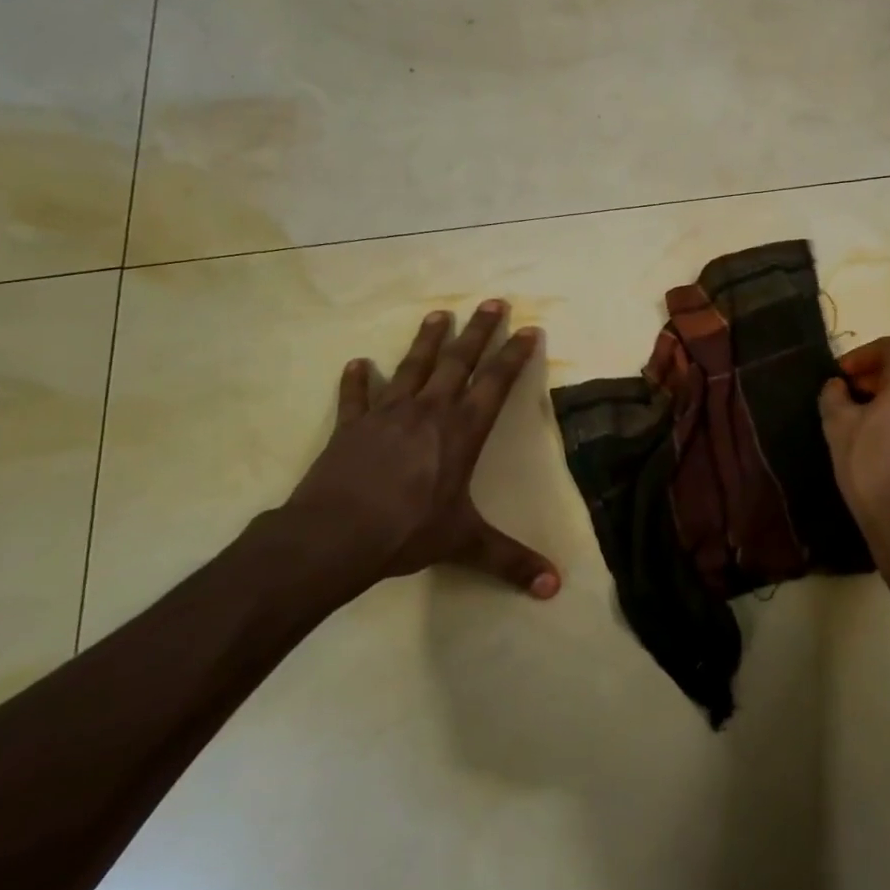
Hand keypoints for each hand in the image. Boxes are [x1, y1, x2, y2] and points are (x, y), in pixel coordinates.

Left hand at [280, 302, 560, 608]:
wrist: (335, 535)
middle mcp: (429, 411)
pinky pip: (355, 397)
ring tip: (439, 313)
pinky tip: (357, 364)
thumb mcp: (465, 544)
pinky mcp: (351, 425)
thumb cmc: (408, 532)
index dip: (514, 355)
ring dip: (427, 340)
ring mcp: (387, 413)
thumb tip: (554, 588)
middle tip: (491, 301)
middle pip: (458, 361)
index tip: (528, 329)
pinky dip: (356, 381)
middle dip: (478, 330)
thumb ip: (510, 561)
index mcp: (462, 431)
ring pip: (413, 366)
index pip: (495, 383)